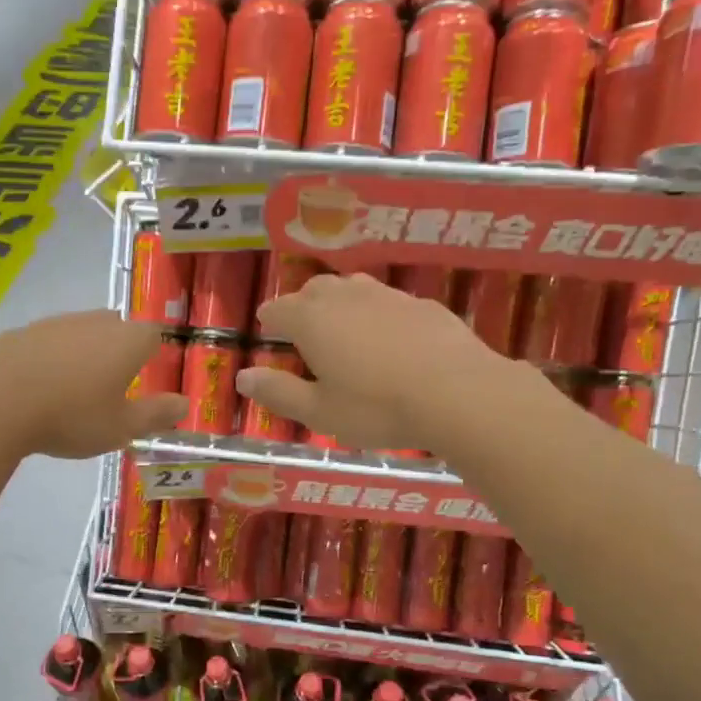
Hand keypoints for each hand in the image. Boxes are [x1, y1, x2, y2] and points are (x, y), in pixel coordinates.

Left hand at [0, 310, 186, 458]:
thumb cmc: (72, 417)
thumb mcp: (121, 427)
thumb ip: (156, 414)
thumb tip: (184, 403)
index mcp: (126, 340)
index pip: (153, 334)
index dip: (152, 354)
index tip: (145, 377)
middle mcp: (94, 321)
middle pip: (116, 327)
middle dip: (118, 349)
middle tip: (112, 383)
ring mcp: (54, 323)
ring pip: (79, 332)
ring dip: (82, 352)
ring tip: (73, 388)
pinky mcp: (20, 332)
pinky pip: (46, 342)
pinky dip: (49, 359)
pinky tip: (38, 387)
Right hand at [238, 273, 497, 451]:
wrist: (457, 393)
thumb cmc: (377, 408)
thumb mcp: (319, 412)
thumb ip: (278, 392)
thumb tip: (243, 376)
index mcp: (312, 320)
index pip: (278, 309)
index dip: (270, 320)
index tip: (268, 330)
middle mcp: (346, 297)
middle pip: (315, 290)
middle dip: (303, 305)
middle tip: (303, 329)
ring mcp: (388, 296)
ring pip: (353, 288)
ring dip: (340, 303)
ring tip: (343, 328)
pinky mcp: (423, 304)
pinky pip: (389, 301)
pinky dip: (378, 314)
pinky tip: (389, 338)